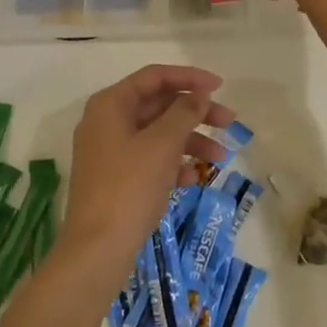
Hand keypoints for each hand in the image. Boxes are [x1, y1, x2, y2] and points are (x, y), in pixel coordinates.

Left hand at [56, 65, 230, 280]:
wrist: (97, 250)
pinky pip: (150, 159)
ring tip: (221, 159)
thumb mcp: (162, 144)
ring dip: (190, 141)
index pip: (154, 77)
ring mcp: (110, 152)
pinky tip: (193, 178)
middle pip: (158, 105)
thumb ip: (184, 113)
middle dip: (195, 113)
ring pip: (157, 134)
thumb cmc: (129, 187)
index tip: (220, 86)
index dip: (189, 78)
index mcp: (110, 104)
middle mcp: (107, 122)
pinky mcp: (116, 179)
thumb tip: (198, 94)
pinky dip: (173, 163)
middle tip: (229, 122)